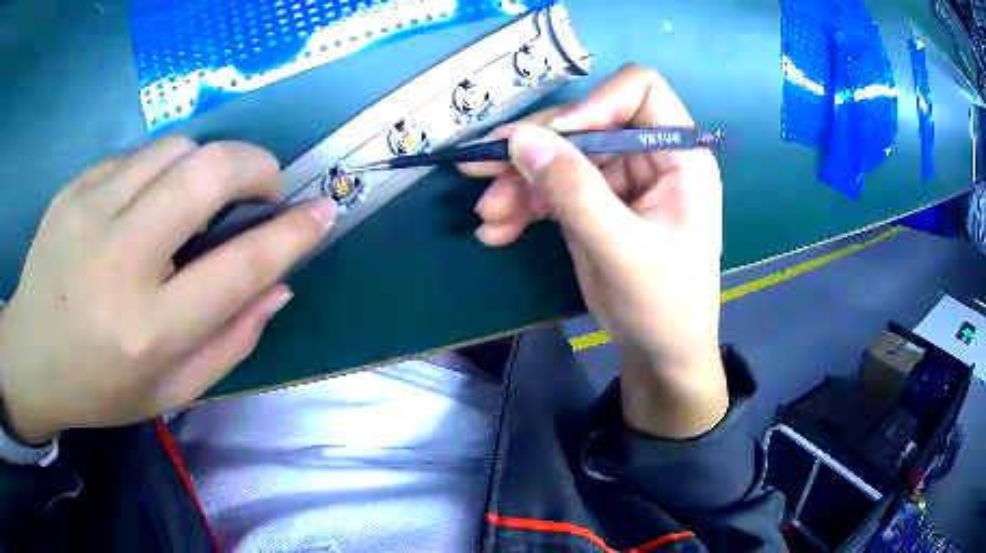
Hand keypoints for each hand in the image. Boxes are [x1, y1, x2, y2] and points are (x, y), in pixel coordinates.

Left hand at [0, 137, 335, 443]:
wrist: (31, 355)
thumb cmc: (100, 387)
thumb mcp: (171, 391)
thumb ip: (231, 341)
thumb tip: (280, 285)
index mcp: (148, 330)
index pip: (237, 269)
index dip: (291, 235)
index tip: (323, 212)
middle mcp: (120, 261)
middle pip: (207, 173)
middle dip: (254, 167)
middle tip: (262, 188)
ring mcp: (90, 212)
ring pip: (176, 148)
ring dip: (205, 165)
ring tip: (196, 200)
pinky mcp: (74, 186)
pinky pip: (137, 155)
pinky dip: (159, 171)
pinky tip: (144, 204)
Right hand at [461, 65, 727, 437]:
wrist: (661, 354)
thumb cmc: (663, 306)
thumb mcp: (622, 251)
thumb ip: (575, 192)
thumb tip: (521, 139)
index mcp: (679, 156)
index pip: (640, 91)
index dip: (594, 103)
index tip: (553, 141)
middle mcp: (651, 156)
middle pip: (586, 124)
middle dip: (535, 151)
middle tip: (481, 172)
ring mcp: (620, 180)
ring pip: (561, 157)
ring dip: (519, 183)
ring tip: (488, 217)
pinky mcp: (597, 203)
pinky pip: (554, 188)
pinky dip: (524, 205)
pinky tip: (498, 230)